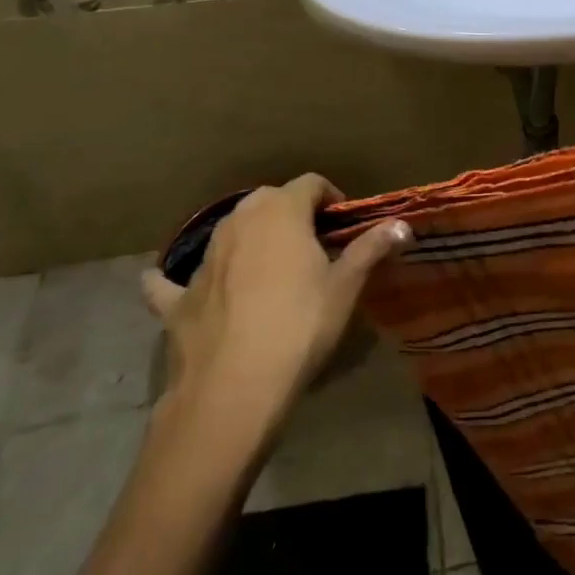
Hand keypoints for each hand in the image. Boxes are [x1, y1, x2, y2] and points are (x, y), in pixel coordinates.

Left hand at [141, 175, 411, 426]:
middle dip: (293, 215)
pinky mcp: (177, 299)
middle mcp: (238, 222)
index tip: (345, 226)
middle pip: (269, 201)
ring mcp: (202, 259)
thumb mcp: (345, 287)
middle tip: (315, 247)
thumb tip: (402, 224)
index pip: (311, 184)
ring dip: (251, 240)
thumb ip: (371, 249)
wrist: (232, 391)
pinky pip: (173, 281)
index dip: (331, 198)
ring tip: (272, 270)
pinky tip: (172, 285)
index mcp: (280, 211)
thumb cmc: (300, 327)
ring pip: (230, 232)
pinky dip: (179, 281)